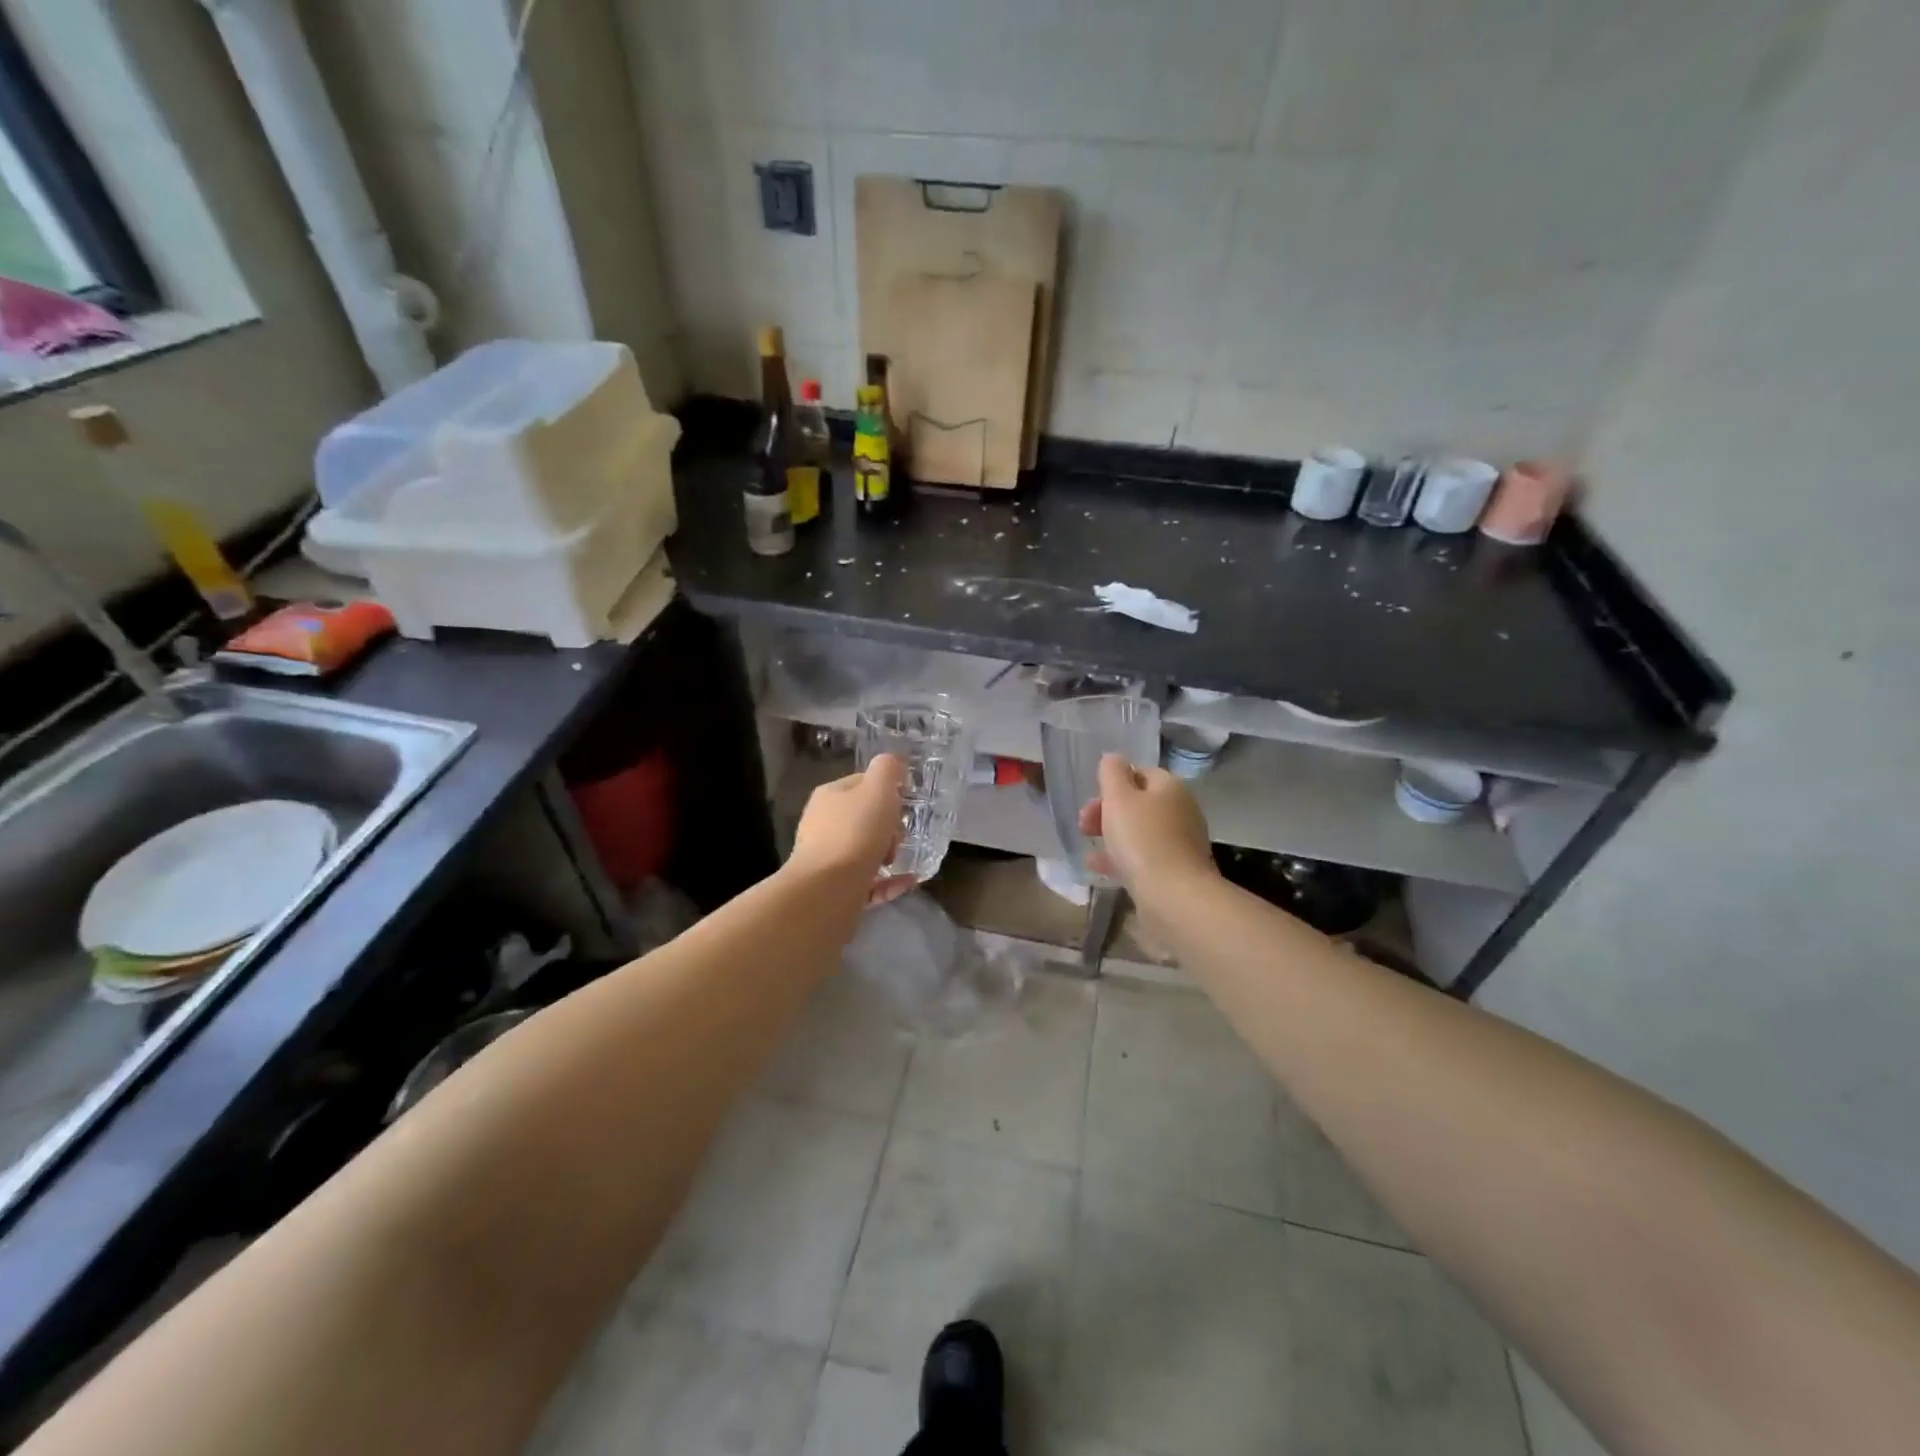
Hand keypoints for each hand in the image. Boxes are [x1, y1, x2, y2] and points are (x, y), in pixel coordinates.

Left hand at [789, 754, 917, 904]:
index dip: (887, 790)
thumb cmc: (855, 833)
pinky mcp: (835, 889)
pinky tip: (909, 881)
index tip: (906, 804)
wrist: (827, 891)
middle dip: (889, 826)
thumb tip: (895, 763)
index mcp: (830, 796)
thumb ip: (888, 769)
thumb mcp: (878, 789)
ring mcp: (827, 859)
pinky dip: (890, 881)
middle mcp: (823, 825)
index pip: (862, 783)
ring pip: (865, 850)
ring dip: (889, 853)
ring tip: (903, 860)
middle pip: (864, 818)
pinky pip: (869, 881)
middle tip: (901, 836)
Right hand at [1078, 753, 1215, 890]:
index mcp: (1170, 788)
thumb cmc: (1142, 840)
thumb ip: (1112, 773)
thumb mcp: (1119, 798)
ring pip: (1140, 832)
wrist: (1174, 896)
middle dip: (1107, 811)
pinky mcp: (1176, 871)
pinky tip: (1099, 868)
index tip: (1092, 798)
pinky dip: (1121, 858)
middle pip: (1139, 803)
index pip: (1140, 772)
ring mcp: (1180, 843)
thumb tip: (1113, 758)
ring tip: (1087, 846)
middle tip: (1084, 824)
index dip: (1113, 782)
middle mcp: (1181, 811)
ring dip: (1112, 835)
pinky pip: (1143, 857)